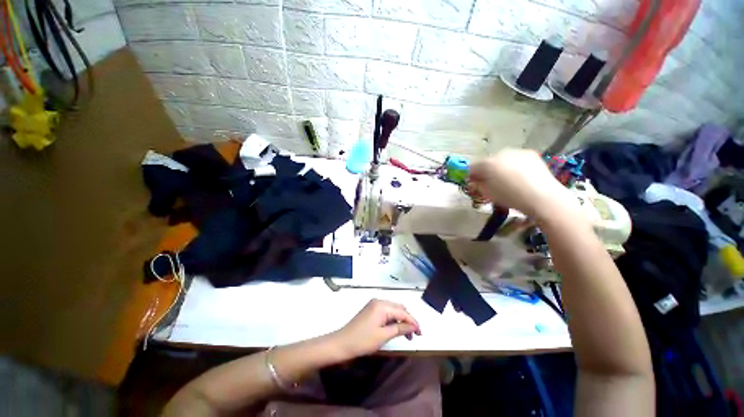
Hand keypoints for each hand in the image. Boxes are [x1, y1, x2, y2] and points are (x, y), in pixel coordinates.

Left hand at [332, 299, 421, 358]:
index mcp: (382, 305)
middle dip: (408, 320)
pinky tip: (396, 329)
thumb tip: (414, 326)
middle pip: (399, 308)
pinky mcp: (371, 310)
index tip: (420, 333)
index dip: (413, 322)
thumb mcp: (383, 335)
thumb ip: (400, 328)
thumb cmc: (363, 340)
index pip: (402, 311)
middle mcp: (379, 301)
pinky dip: (393, 320)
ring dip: (401, 320)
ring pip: (393, 310)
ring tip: (407, 335)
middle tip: (414, 335)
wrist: (342, 343)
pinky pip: (386, 312)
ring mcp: (374, 305)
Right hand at [469, 149, 576, 219]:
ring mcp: (516, 151)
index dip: (470, 175)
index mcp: (487, 164)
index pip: (472, 167)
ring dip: (499, 167)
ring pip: (501, 159)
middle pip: (486, 162)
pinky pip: (514, 158)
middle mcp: (499, 153)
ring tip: (507, 179)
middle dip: (486, 171)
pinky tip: (519, 175)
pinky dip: (513, 165)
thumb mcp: (488, 194)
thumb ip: (477, 185)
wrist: (542, 197)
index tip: (473, 183)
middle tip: (490, 182)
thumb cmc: (511, 197)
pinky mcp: (529, 153)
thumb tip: (473, 181)